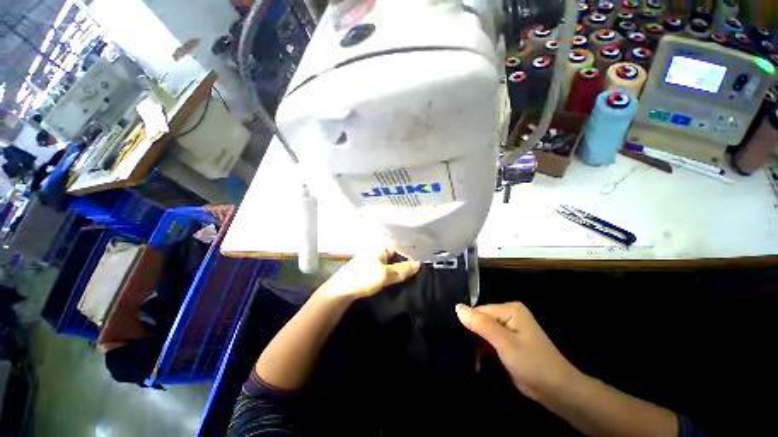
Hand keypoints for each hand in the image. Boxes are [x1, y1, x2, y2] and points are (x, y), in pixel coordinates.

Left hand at [319, 248, 420, 299]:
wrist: (340, 291)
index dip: (411, 252)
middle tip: (421, 268)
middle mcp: (375, 250)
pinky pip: (384, 268)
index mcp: (379, 247)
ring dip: (399, 268)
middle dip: (406, 260)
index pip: (400, 245)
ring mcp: (370, 260)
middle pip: (395, 254)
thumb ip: (402, 270)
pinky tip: (398, 279)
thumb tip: (418, 264)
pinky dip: (391, 273)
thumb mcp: (385, 275)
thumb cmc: (362, 279)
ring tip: (413, 274)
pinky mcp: (367, 270)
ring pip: (390, 262)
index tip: (424, 258)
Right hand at [455, 302, 580, 401]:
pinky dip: (480, 354)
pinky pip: (488, 346)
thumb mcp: (505, 344)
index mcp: (511, 311)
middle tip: (449, 350)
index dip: (464, 324)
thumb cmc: (531, 362)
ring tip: (455, 358)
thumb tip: (457, 307)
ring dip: (473, 347)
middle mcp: (510, 318)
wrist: (552, 385)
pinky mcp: (509, 349)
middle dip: (468, 336)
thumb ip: (482, 326)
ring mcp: (510, 334)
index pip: (479, 311)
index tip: (446, 338)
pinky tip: (470, 363)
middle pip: (481, 322)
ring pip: (483, 336)